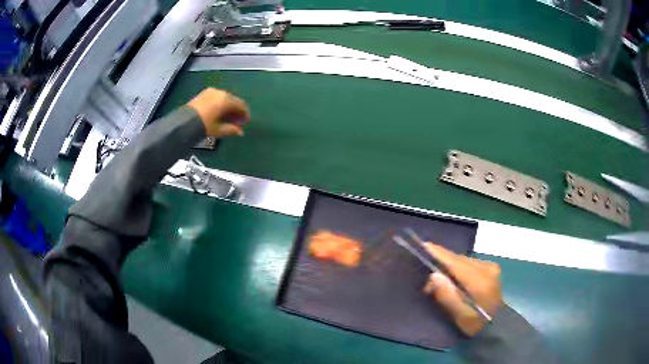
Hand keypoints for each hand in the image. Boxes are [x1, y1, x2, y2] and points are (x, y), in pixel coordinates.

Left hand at [187, 88, 250, 136]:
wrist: (185, 121)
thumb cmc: (204, 125)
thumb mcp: (219, 130)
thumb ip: (231, 129)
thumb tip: (241, 132)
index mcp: (226, 100)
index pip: (241, 105)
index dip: (245, 114)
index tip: (246, 122)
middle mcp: (221, 92)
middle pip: (233, 100)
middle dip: (236, 110)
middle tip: (237, 121)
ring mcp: (212, 91)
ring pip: (225, 98)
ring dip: (229, 107)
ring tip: (227, 117)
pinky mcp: (204, 93)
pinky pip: (217, 97)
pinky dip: (221, 104)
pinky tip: (219, 112)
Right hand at [422, 243, 502, 335]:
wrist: (496, 325)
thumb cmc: (475, 324)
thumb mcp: (460, 316)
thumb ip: (447, 296)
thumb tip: (433, 275)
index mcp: (481, 281)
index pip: (457, 263)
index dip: (440, 254)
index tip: (424, 245)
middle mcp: (487, 268)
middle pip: (459, 260)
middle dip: (441, 264)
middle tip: (427, 281)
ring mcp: (490, 267)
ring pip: (463, 261)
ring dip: (449, 267)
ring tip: (437, 281)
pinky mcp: (490, 268)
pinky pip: (468, 263)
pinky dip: (457, 268)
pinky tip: (451, 277)